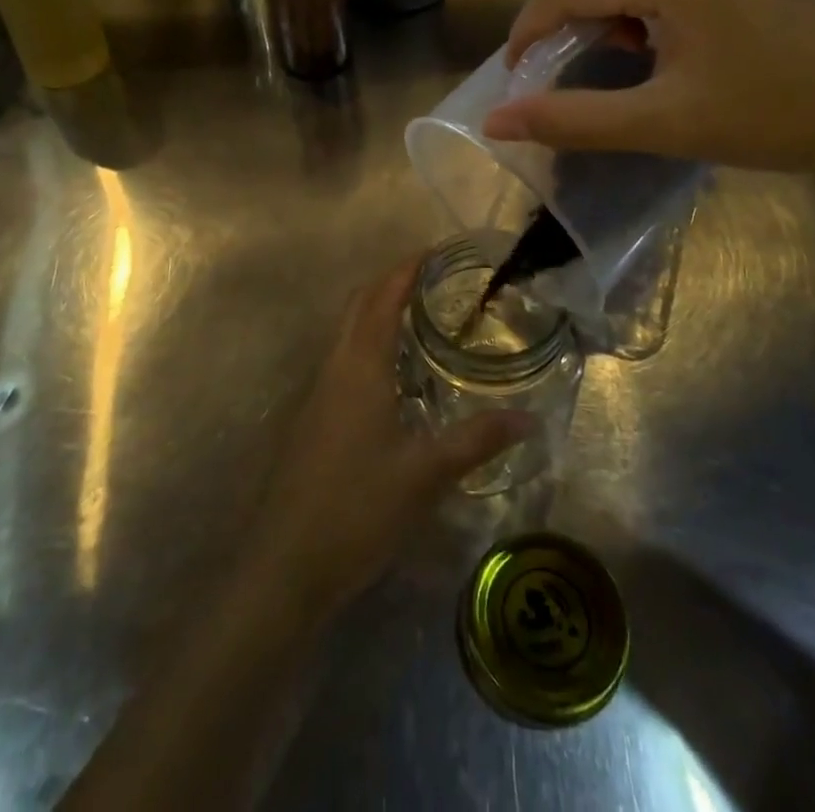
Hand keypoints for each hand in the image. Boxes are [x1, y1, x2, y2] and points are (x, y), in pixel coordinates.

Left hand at [238, 259, 532, 625]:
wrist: (286, 564)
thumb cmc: (357, 507)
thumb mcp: (426, 474)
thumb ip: (477, 440)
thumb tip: (528, 418)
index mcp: (360, 366)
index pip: (383, 297)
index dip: (407, 269)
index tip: (437, 251)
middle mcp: (335, 367)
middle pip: (360, 305)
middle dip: (392, 281)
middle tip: (435, 278)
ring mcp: (319, 392)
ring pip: (348, 331)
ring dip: (378, 311)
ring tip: (421, 316)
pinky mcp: (314, 417)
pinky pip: (344, 358)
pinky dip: (370, 343)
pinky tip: (396, 374)